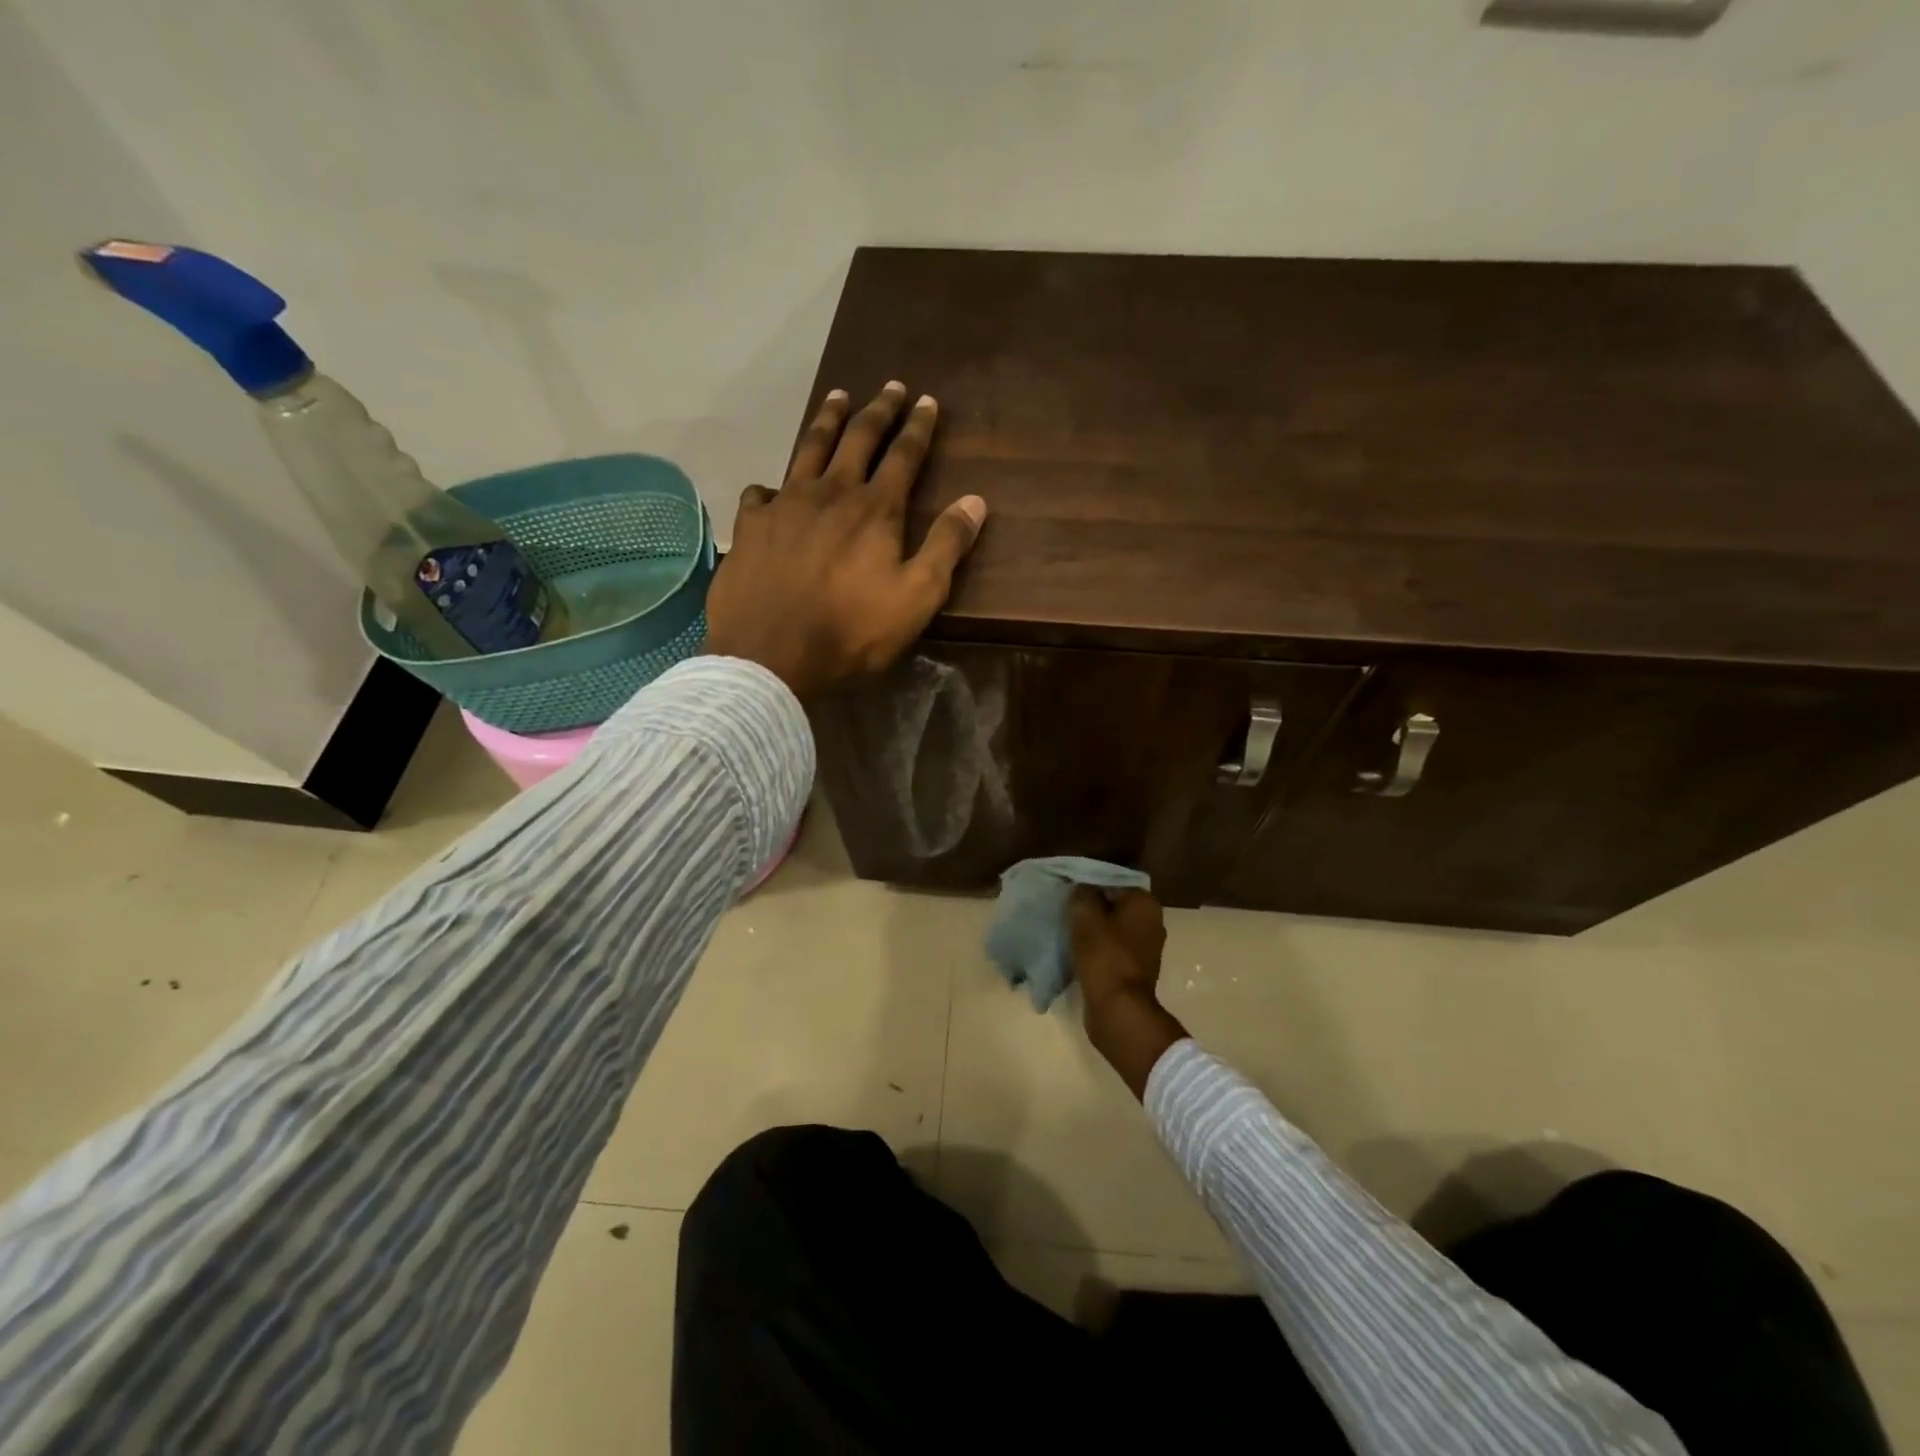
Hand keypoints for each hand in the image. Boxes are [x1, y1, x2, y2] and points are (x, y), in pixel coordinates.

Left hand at [703, 381, 988, 699]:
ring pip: (809, 449)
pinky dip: (772, 486)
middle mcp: (830, 493)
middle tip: (890, 386)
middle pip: (857, 438)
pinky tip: (772, 490)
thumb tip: (975, 501)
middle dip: (878, 410)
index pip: (904, 455)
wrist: (772, 654)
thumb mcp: (917, 597)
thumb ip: (947, 546)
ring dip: (827, 421)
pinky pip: (761, 493)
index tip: (928, 400)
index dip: (918, 427)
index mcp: (875, 509)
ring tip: (837, 396)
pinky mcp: (751, 526)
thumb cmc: (853, 631)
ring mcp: (785, 505)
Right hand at [1068, 887, 1188, 1099]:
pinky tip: (1077, 951)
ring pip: (1112, 928)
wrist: (1118, 1010)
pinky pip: (1112, 949)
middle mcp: (1152, 922)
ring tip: (1067, 930)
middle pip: (1114, 905)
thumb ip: (1082, 894)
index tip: (1068, 892)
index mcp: (1145, 904)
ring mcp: (1146, 949)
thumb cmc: (1104, 957)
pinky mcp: (1135, 970)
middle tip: (1065, 910)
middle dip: (1091, 908)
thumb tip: (1082, 888)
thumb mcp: (1086, 917)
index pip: (1113, 882)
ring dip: (1092, 930)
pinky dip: (1097, 949)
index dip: (1089, 885)